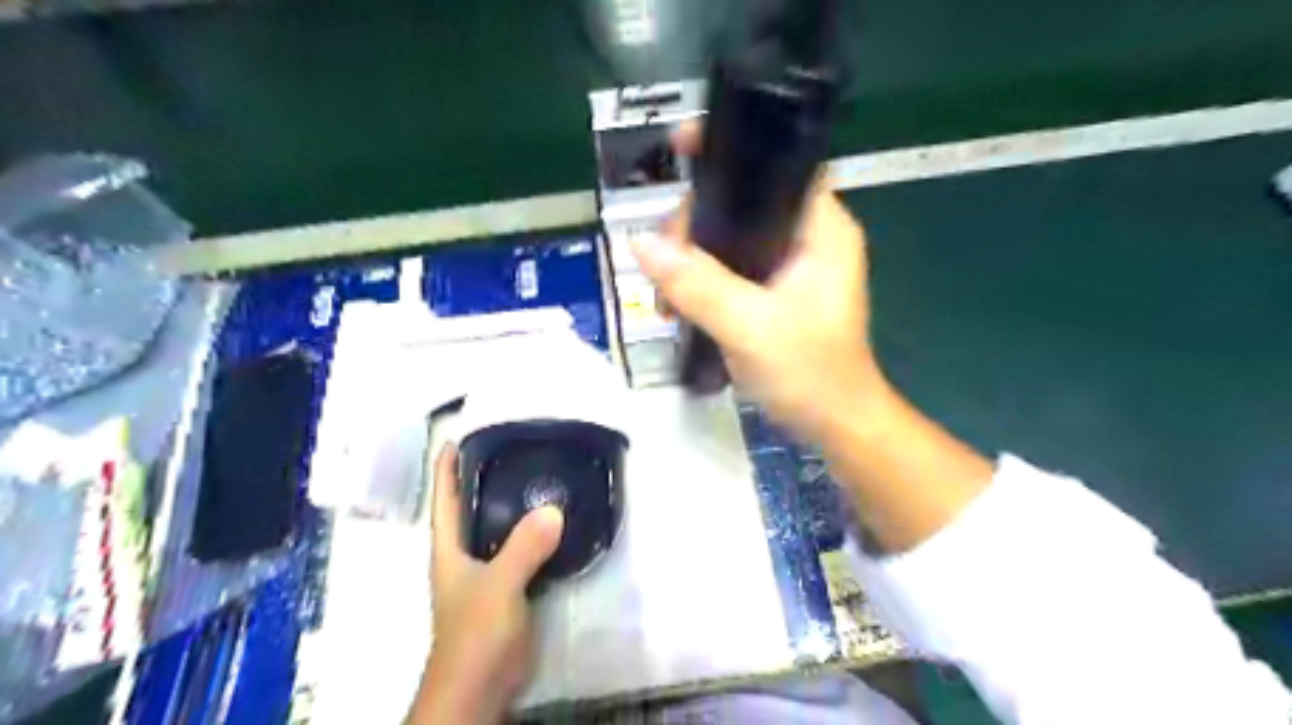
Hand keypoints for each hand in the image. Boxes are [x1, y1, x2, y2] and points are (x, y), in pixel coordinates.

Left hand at [409, 443, 559, 723]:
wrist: (481, 686)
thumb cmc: (476, 633)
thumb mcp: (498, 586)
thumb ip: (524, 548)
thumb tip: (554, 509)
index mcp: (449, 549)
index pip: (445, 499)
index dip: (446, 468)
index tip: (456, 437)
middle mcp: (464, 555)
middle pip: (472, 508)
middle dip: (484, 478)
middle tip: (510, 447)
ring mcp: (486, 572)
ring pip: (499, 528)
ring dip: (513, 504)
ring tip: (536, 475)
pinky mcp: (509, 587)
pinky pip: (521, 548)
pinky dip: (534, 532)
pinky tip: (554, 521)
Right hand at [634, 122, 889, 438]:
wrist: (834, 425)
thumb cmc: (810, 374)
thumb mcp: (749, 327)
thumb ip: (697, 284)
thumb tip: (641, 243)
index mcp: (820, 229)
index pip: (777, 163)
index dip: (731, 148)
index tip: (681, 149)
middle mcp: (807, 237)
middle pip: (742, 199)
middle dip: (694, 225)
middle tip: (664, 264)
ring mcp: (789, 266)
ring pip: (729, 236)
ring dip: (691, 257)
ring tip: (664, 296)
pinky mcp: (774, 292)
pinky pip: (728, 268)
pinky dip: (700, 280)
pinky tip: (675, 304)